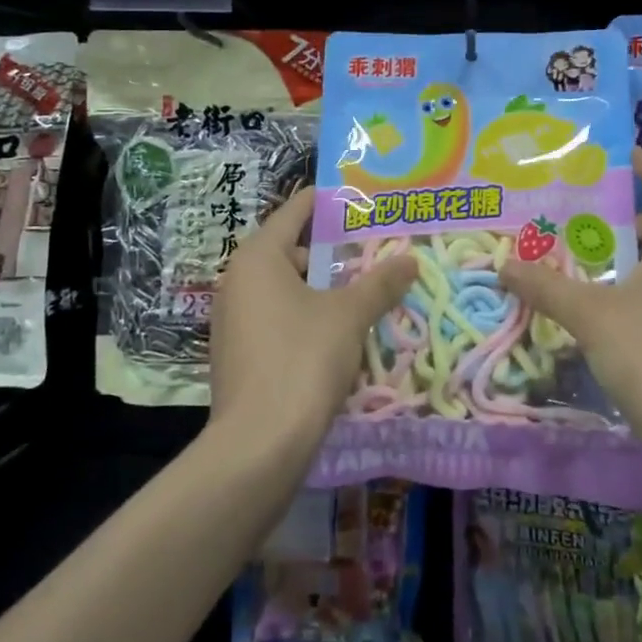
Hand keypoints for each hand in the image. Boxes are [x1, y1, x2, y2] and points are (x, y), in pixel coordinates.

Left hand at [209, 188, 418, 449]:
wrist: (259, 444)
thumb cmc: (302, 359)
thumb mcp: (349, 315)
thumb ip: (380, 283)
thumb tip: (410, 259)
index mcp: (257, 257)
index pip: (295, 211)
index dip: (328, 201)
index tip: (360, 197)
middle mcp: (237, 280)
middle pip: (288, 249)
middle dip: (331, 249)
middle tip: (372, 247)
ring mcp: (232, 319)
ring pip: (283, 288)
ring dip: (320, 286)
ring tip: (363, 288)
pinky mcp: (236, 353)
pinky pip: (275, 318)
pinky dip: (304, 315)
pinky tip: (337, 330)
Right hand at [498, 148, 641, 444]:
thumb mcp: (592, 316)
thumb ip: (546, 286)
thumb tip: (503, 263)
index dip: (639, 162)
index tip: (605, 151)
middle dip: (612, 213)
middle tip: (565, 207)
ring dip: (615, 255)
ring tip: (567, 252)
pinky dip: (624, 287)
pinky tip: (589, 302)